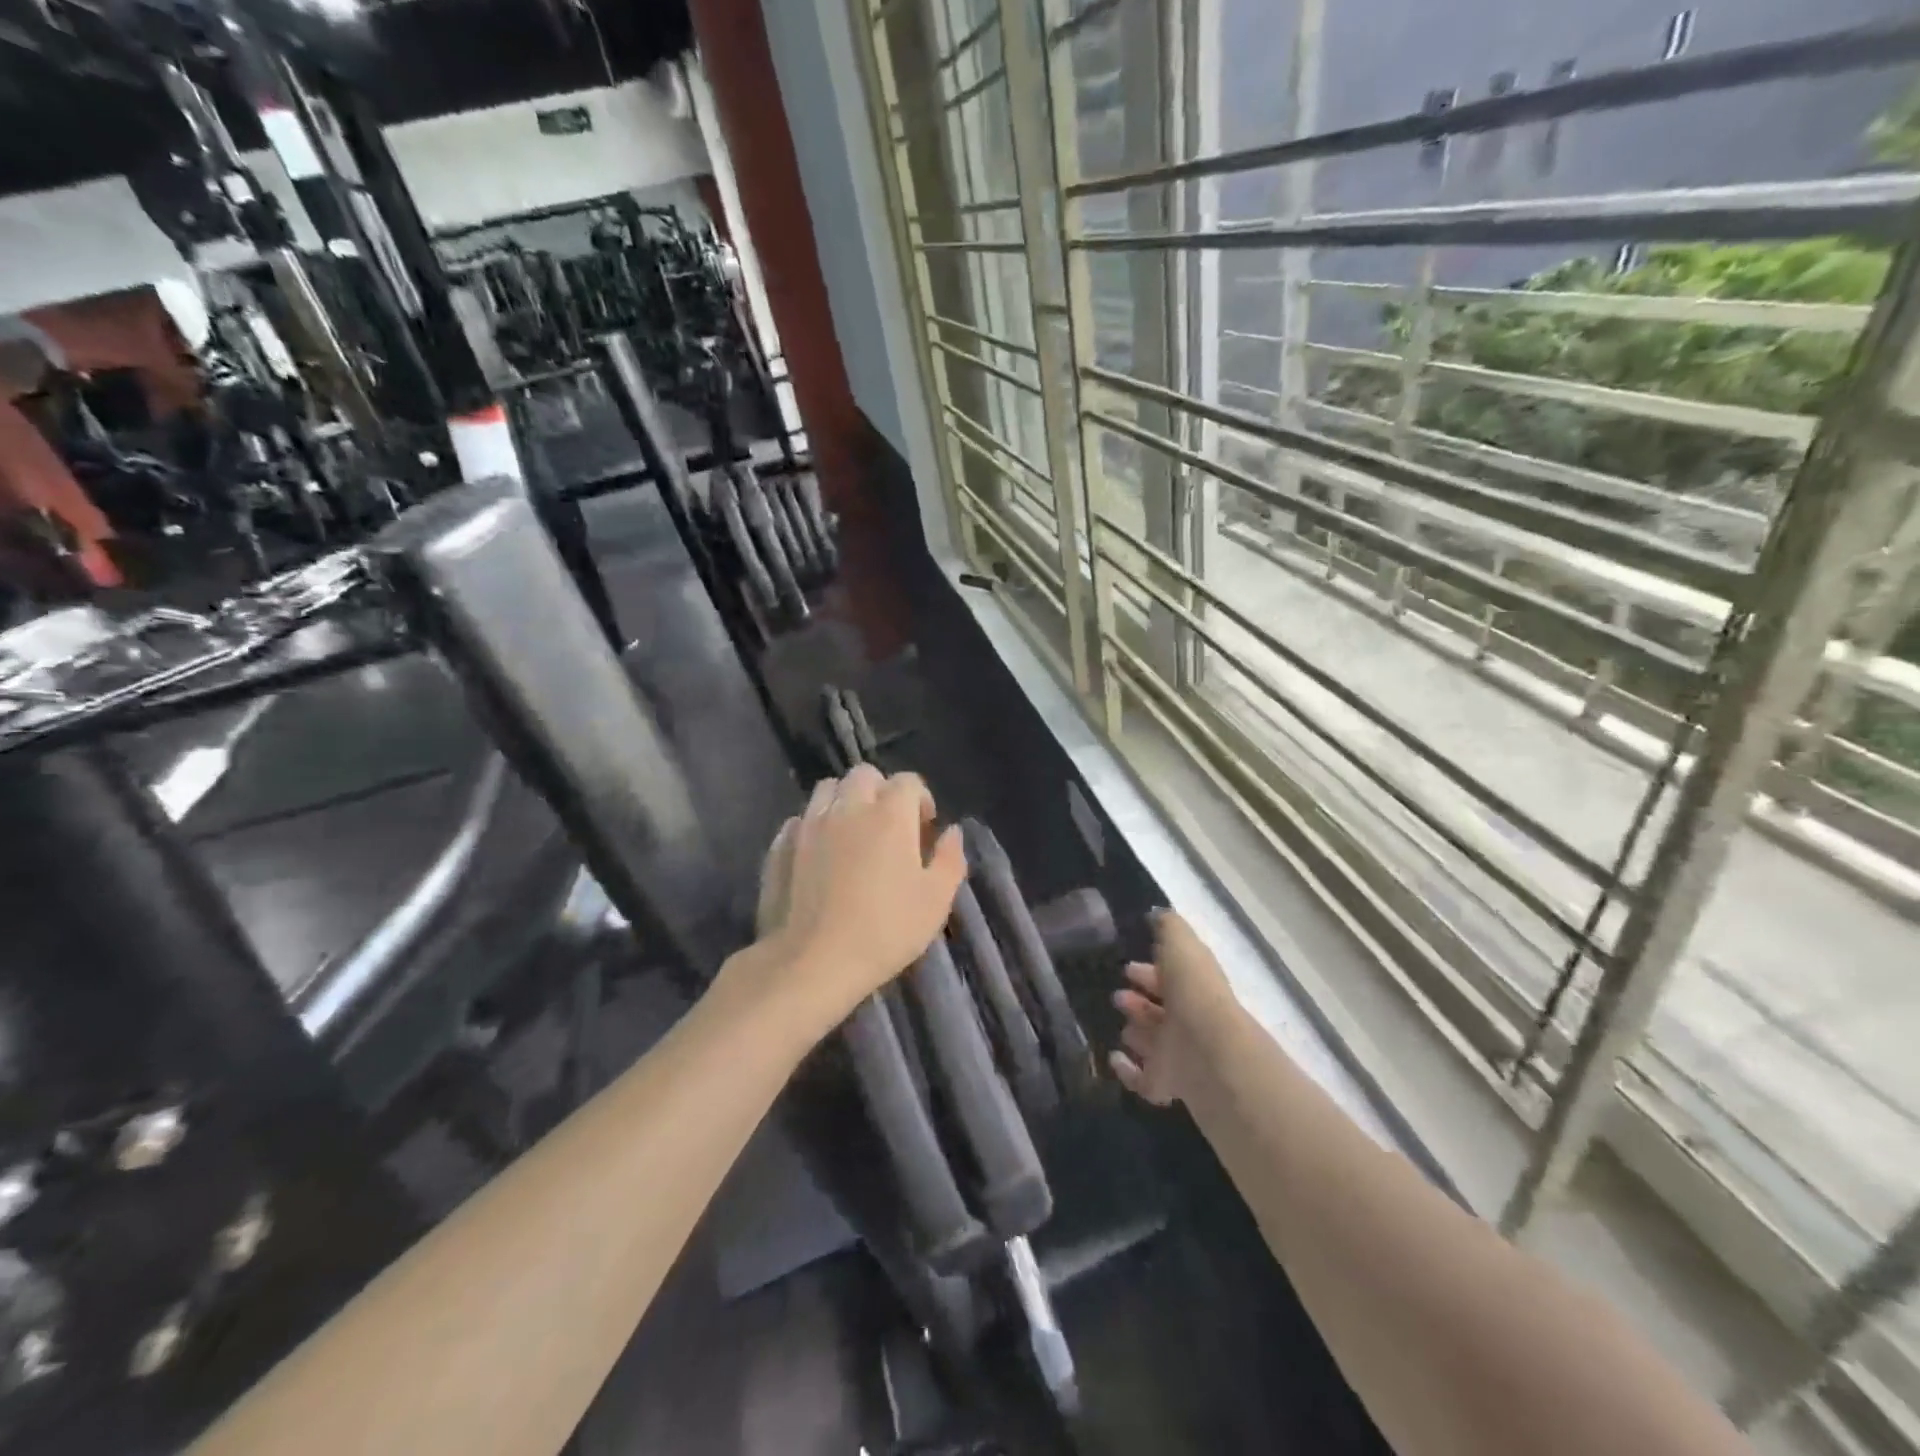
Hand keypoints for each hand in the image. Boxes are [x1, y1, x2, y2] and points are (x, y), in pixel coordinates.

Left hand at [743, 766, 966, 1033]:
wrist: (812, 961)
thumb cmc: (885, 930)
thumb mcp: (935, 901)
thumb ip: (950, 859)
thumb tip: (953, 832)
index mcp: (890, 814)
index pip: (908, 781)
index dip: (920, 799)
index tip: (924, 829)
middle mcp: (848, 807)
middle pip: (865, 775)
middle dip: (880, 790)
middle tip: (888, 826)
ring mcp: (809, 823)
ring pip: (828, 789)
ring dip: (844, 801)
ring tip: (852, 834)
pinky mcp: (780, 844)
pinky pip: (800, 819)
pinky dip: (814, 826)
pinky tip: (819, 853)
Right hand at [1111, 910, 1239, 1106]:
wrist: (1207, 1050)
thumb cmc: (1192, 990)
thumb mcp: (1181, 943)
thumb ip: (1168, 926)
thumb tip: (1157, 913)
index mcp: (1193, 987)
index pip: (1171, 978)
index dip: (1150, 971)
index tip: (1128, 968)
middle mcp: (1187, 1021)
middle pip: (1161, 1010)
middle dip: (1139, 1000)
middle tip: (1118, 995)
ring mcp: (1178, 1055)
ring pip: (1153, 1041)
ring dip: (1136, 1030)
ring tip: (1118, 1022)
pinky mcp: (1165, 1084)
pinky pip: (1143, 1079)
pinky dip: (1127, 1070)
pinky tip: (1114, 1058)